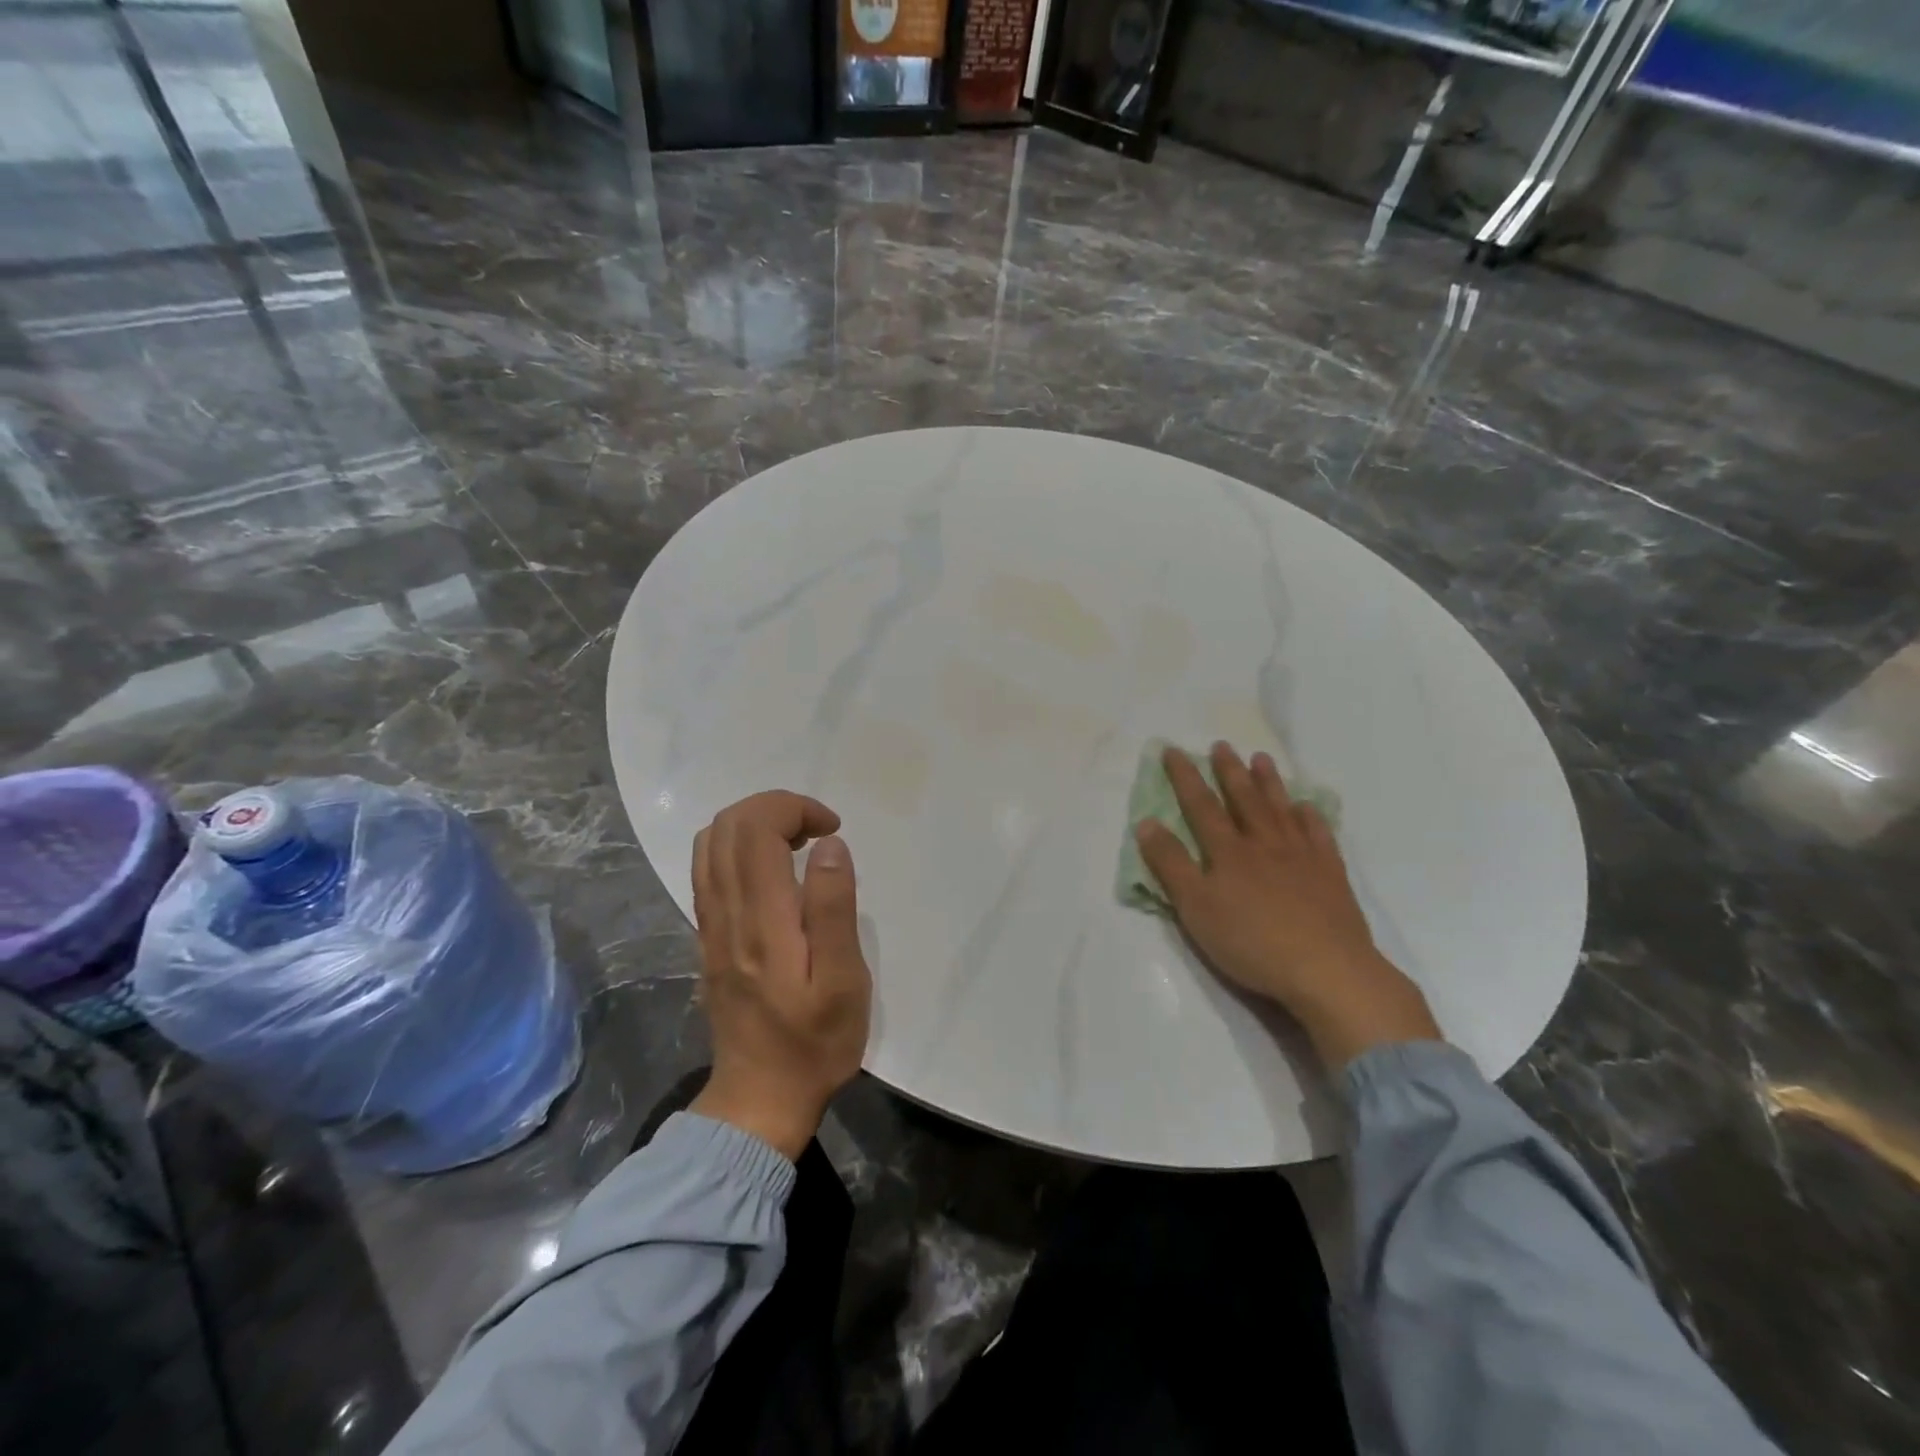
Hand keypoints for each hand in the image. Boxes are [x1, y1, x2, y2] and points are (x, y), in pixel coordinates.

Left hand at [688, 791, 870, 1159]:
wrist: (760, 1098)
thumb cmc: (814, 1042)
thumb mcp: (843, 982)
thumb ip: (834, 909)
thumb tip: (829, 846)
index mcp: (762, 919)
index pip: (756, 828)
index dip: (794, 808)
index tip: (832, 828)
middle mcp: (726, 913)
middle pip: (728, 826)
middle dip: (775, 808)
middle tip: (818, 832)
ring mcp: (710, 926)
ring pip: (710, 844)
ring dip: (754, 825)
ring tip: (796, 844)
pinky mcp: (707, 938)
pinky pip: (707, 871)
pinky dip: (738, 849)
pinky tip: (772, 873)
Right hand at [1135, 743, 1441, 1069]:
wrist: (1326, 969)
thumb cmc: (1250, 941)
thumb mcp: (1195, 908)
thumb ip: (1170, 864)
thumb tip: (1146, 822)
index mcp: (1228, 852)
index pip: (1201, 806)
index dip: (1185, 777)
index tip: (1174, 750)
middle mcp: (1264, 843)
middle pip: (1244, 799)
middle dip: (1229, 771)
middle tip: (1222, 745)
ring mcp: (1302, 856)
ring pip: (1281, 809)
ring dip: (1269, 782)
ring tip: (1261, 758)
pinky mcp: (1330, 873)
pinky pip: (1319, 834)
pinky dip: (1310, 816)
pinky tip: (1306, 806)